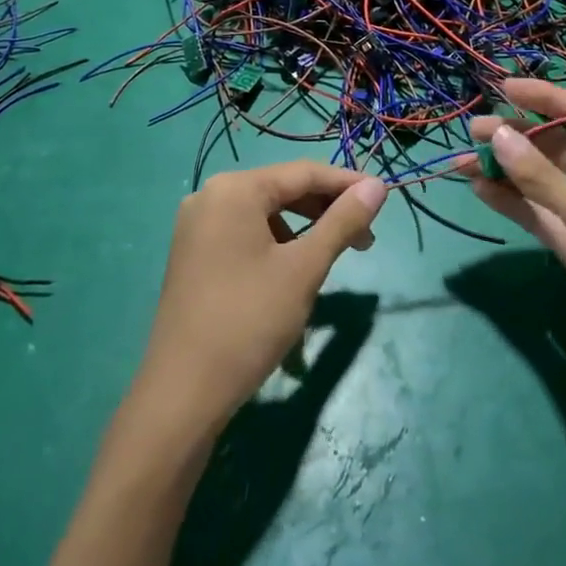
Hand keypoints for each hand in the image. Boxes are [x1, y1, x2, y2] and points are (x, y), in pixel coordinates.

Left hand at [135, 163, 386, 438]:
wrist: (182, 392)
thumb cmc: (249, 321)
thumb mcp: (304, 268)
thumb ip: (342, 222)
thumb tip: (378, 186)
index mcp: (235, 189)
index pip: (303, 172)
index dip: (347, 184)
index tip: (383, 199)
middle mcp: (210, 195)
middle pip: (282, 190)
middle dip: (326, 210)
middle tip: (365, 240)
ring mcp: (196, 226)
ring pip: (264, 214)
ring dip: (303, 229)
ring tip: (331, 258)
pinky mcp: (192, 254)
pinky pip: (244, 233)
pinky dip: (275, 244)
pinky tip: (292, 272)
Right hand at [461, 80, 565, 419]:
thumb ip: (543, 178)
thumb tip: (496, 136)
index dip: (546, 99)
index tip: (504, 88)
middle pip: (560, 146)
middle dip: (518, 135)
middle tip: (473, 129)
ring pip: (543, 180)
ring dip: (507, 169)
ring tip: (463, 158)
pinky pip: (538, 213)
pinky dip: (511, 201)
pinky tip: (479, 189)